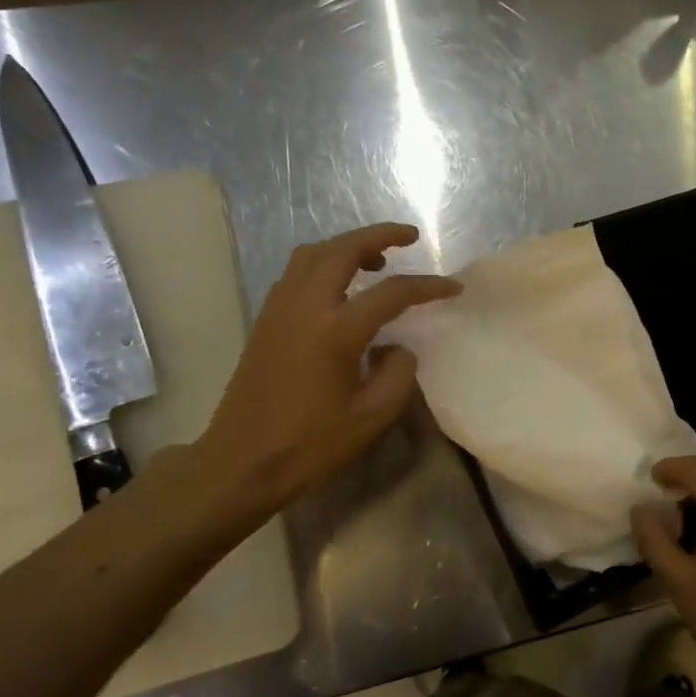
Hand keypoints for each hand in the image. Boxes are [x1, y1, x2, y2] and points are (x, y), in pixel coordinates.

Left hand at [192, 223, 459, 522]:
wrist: (242, 461)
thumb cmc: (310, 444)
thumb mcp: (372, 416)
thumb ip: (398, 373)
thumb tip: (397, 347)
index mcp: (336, 331)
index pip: (392, 292)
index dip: (428, 286)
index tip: (453, 288)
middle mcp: (305, 307)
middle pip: (344, 249)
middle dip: (380, 235)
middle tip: (409, 236)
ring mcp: (280, 309)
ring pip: (313, 254)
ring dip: (347, 246)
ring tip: (376, 259)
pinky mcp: (266, 319)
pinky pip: (296, 272)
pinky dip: (324, 263)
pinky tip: (340, 287)